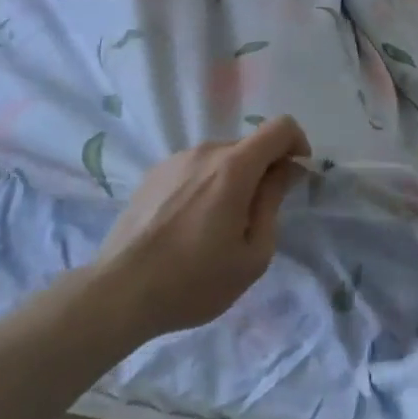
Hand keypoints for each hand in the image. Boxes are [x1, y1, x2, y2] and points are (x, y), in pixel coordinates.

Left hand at [93, 117, 309, 340]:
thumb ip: (273, 203)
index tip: (295, 177)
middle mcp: (205, 152)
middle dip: (263, 171)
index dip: (297, 145)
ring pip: (220, 158)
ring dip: (232, 180)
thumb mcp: (253, 254)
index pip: (280, 127)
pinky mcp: (153, 174)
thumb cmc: (195, 280)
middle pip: (249, 145)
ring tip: (218, 227)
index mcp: (234, 167)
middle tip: (256, 218)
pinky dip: (205, 186)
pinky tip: (189, 225)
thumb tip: (284, 171)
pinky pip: (194, 169)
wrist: (120, 291)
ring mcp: (175, 160)